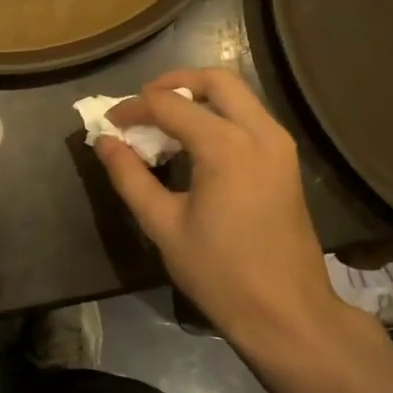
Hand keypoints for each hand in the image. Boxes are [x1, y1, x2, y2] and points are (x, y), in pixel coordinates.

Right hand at [96, 68, 358, 355]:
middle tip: (143, 105)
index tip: (110, 122)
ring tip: (164, 123)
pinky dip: (220, 115)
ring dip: (198, 98)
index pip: (170, 105)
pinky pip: (250, 117)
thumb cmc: (219, 272)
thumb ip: (130, 176)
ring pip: (238, 95)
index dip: (134, 108)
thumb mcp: (162, 225)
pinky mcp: (287, 160)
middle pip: (215, 80)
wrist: (286, 312)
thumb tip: (104, 141)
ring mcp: (280, 144)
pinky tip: (196, 143)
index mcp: (226, 147)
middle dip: (173, 83)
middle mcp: (259, 132)